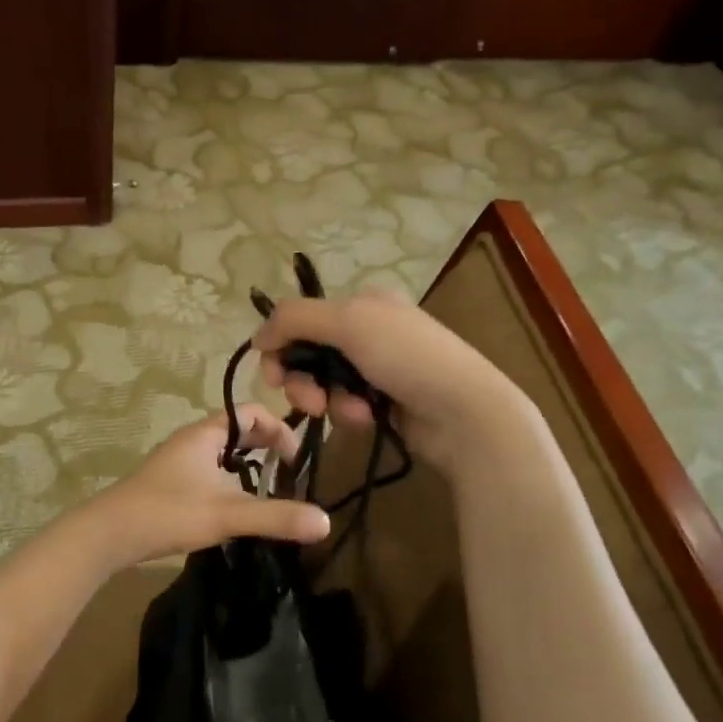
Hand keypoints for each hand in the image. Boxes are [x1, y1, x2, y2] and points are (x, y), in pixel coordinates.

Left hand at [85, 405, 331, 568]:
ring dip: (246, 465)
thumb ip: (276, 517)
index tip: (295, 460)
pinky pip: (208, 470)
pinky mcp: (168, 482)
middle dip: (265, 447)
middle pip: (237, 430)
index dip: (279, 429)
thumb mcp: (228, 515)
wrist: (109, 533)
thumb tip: (325, 521)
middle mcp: (191, 440)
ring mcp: (177, 461)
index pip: (252, 413)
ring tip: (265, 491)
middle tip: (287, 474)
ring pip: (222, 452)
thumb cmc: (170, 512)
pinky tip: (231, 509)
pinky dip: (228, 479)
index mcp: (206, 434)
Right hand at [256, 290, 532, 473]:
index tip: (273, 375)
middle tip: (310, 402)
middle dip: (303, 380)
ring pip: (324, 384)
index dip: (281, 346)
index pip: (302, 319)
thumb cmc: (407, 356)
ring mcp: (376, 369)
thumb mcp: (349, 322)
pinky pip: (345, 406)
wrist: (465, 411)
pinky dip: (350, 413)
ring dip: (329, 400)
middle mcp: (367, 331)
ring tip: (351, 412)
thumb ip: (295, 319)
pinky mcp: (383, 402)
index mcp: (362, 304)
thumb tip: (257, 335)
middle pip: (308, 354)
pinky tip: (369, 418)